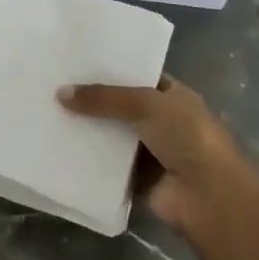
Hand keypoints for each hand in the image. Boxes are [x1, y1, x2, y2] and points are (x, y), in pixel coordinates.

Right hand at [58, 76, 243, 233]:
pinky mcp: (138, 179)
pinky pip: (107, 165)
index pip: (137, 76)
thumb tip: (60, 93)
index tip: (75, 63)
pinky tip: (59, 148)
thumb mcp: (144, 104)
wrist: (209, 196)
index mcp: (173, 96)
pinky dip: (88, 160)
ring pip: (112, 136)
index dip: (109, 70)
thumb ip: (103, 98)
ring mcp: (151, 152)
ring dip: (88, 131)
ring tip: (49, 114)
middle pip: (120, 107)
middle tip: (53, 87)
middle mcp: (163, 121)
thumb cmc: (186, 137)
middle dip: (92, 101)